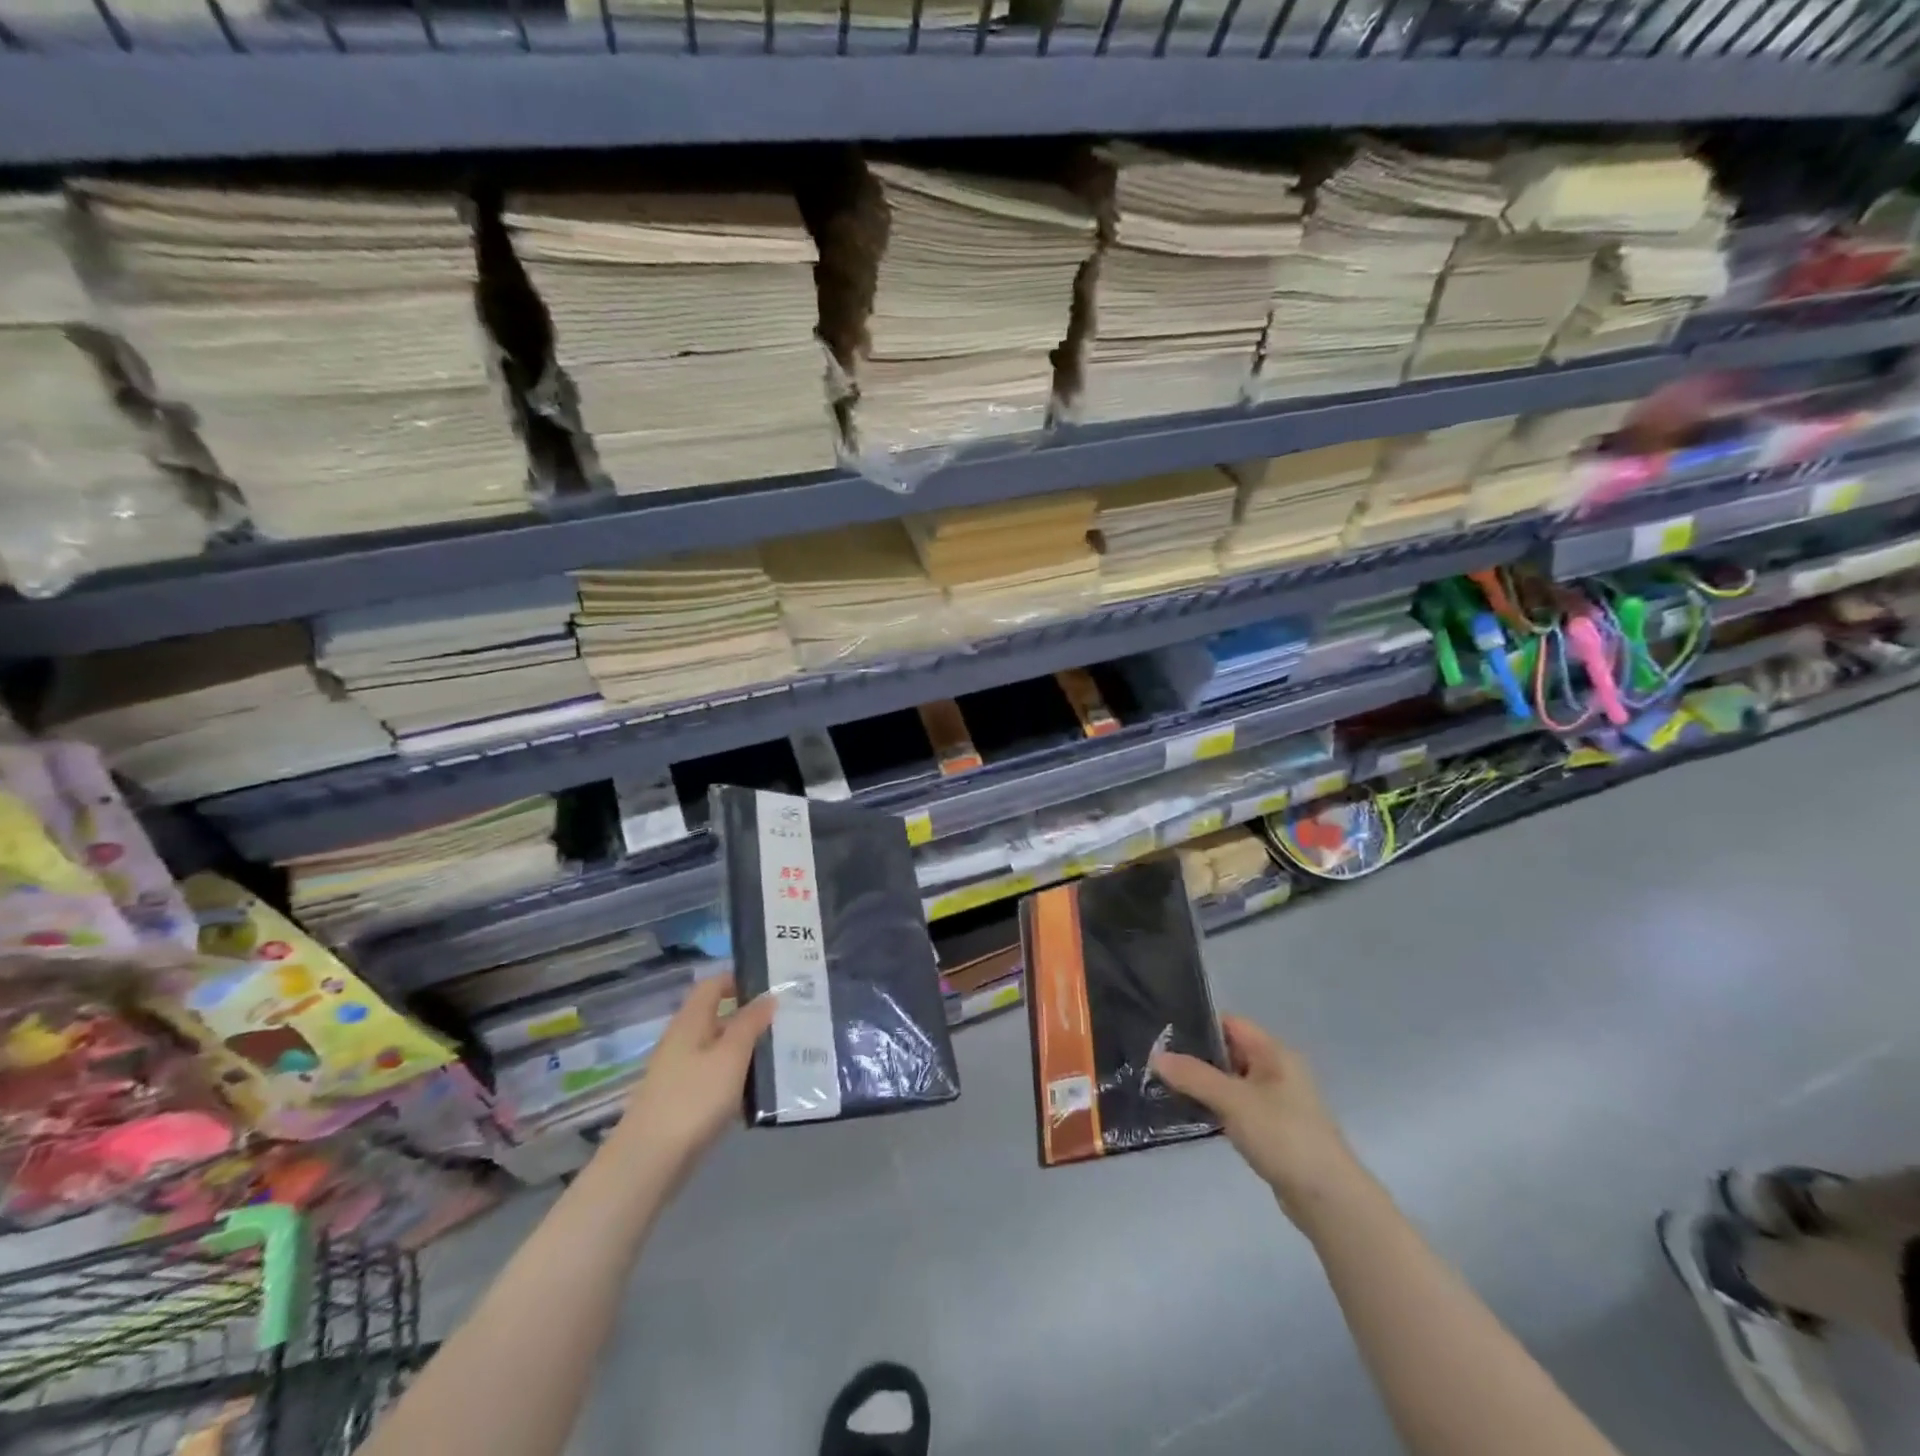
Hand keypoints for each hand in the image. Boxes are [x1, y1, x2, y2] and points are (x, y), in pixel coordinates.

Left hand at [606, 975, 775, 1182]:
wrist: (649, 1162)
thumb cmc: (693, 1099)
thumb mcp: (730, 1056)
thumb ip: (750, 1023)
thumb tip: (768, 996)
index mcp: (690, 1022)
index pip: (713, 985)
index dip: (739, 980)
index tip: (772, 986)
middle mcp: (682, 1042)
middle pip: (718, 1018)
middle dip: (751, 1018)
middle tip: (788, 1021)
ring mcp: (680, 1074)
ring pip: (719, 1051)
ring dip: (747, 1051)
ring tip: (782, 1054)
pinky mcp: (683, 1103)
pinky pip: (716, 1079)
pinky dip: (737, 1080)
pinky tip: (759, 1093)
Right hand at [1152, 1015, 1361, 1225]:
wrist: (1327, 1198)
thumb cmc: (1283, 1135)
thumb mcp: (1234, 1100)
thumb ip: (1194, 1076)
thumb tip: (1156, 1056)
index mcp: (1274, 1053)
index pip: (1230, 1023)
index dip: (1198, 1025)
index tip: (1163, 1034)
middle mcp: (1277, 1071)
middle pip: (1228, 1052)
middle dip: (1195, 1057)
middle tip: (1156, 1062)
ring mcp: (1276, 1102)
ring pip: (1230, 1082)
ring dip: (1203, 1085)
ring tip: (1164, 1086)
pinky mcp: (1272, 1130)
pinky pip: (1236, 1107)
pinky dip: (1215, 1108)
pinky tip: (1190, 1114)